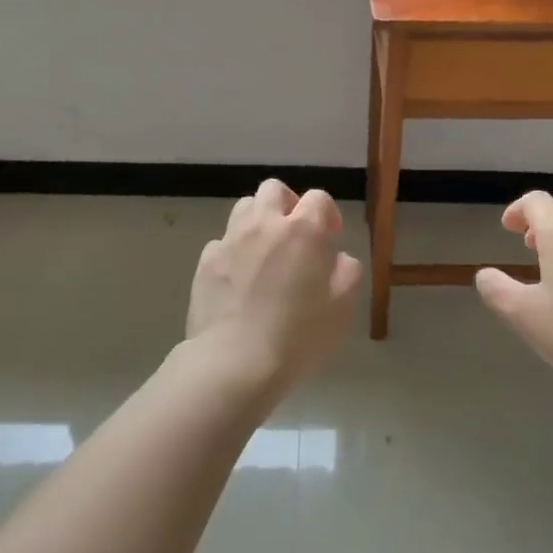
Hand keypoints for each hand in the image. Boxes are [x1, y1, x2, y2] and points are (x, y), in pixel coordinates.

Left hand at [187, 179, 361, 393]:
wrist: (235, 362)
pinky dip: (233, 251)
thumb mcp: (343, 306)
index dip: (327, 214)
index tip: (329, 238)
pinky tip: (238, 279)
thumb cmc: (298, 336)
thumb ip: (346, 270)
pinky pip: (222, 241)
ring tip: (264, 251)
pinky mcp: (206, 261)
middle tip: (294, 235)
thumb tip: (335, 256)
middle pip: (274, 190)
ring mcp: (231, 240)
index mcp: (303, 230)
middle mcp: (265, 224)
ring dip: (258, 220)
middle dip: (288, 204)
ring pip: (244, 207)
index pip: (318, 198)